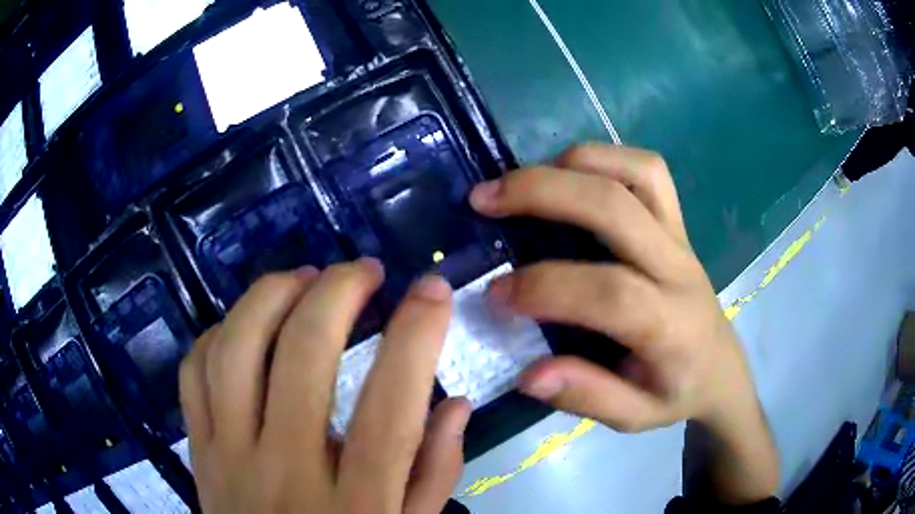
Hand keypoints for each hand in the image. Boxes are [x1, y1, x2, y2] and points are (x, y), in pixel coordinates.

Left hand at [180, 260, 471, 513]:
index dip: (416, 336)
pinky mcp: (197, 451)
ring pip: (234, 351)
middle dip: (337, 293)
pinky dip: (220, 332)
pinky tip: (249, 324)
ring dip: (270, 296)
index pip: (389, 409)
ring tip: (304, 278)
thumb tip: (456, 402)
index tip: (433, 289)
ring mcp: (228, 458)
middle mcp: (285, 473)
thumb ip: (435, 472)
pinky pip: (194, 372)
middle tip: (364, 270)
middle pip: (301, 359)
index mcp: (355, 505)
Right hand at [470, 144, 777, 502]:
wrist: (720, 365)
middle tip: (484, 199)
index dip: (544, 287)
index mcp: (670, 325)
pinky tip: (569, 175)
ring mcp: (680, 236)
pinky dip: (604, 159)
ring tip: (523, 180)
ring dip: (574, 164)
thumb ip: (586, 396)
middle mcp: (678, 268)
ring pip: (638, 172)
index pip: (609, 292)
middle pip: (615, 207)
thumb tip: (529, 374)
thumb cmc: (677, 392)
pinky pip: (648, 170)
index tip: (494, 294)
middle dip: (541, 193)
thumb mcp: (634, 417)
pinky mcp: (677, 221)